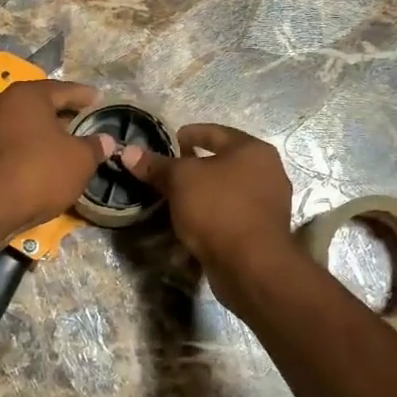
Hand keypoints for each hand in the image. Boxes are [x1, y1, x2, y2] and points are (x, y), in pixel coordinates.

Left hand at [0, 80, 113, 235]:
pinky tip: (36, 164)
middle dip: (60, 114)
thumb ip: (94, 147)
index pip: (63, 89)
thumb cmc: (37, 172)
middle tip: (81, 123)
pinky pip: (5, 145)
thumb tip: (106, 140)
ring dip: (39, 134)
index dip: (84, 96)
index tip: (98, 99)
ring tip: (60, 146)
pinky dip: (23, 150)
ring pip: (19, 126)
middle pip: (37, 105)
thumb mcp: (79, 161)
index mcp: (27, 95)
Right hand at [120, 125, 294, 306]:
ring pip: (226, 190)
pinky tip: (191, 225)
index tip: (166, 143)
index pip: (214, 131)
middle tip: (167, 173)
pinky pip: (230, 215)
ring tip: (175, 200)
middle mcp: (268, 171)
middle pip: (222, 162)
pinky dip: (211, 216)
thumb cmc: (218, 209)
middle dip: (193, 167)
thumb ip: (156, 165)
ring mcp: (269, 203)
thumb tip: (128, 151)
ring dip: (201, 194)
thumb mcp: (180, 181)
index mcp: (253, 150)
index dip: (186, 134)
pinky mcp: (263, 230)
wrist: (251, 266)